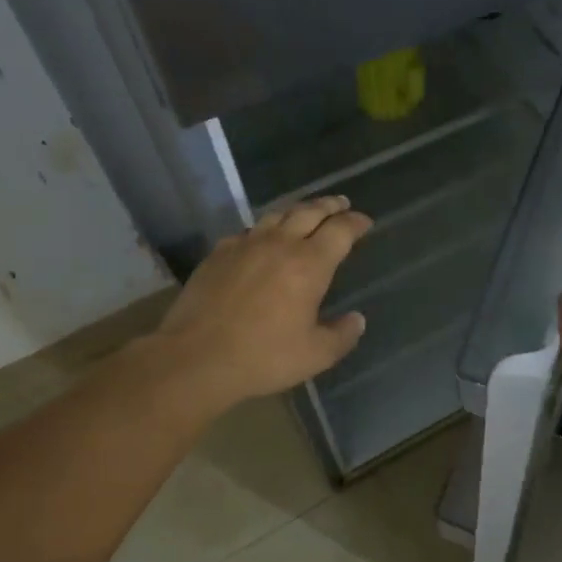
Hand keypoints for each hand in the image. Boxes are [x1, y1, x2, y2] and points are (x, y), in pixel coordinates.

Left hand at [144, 195, 372, 408]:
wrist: (196, 357)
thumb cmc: (264, 356)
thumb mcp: (316, 355)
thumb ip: (342, 335)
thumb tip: (357, 320)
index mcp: (310, 265)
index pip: (340, 231)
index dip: (356, 222)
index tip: (365, 222)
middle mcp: (280, 245)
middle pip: (310, 212)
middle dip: (330, 206)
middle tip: (341, 204)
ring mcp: (245, 245)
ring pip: (277, 216)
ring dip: (297, 210)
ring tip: (306, 213)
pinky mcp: (218, 254)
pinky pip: (248, 231)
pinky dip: (264, 229)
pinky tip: (262, 239)